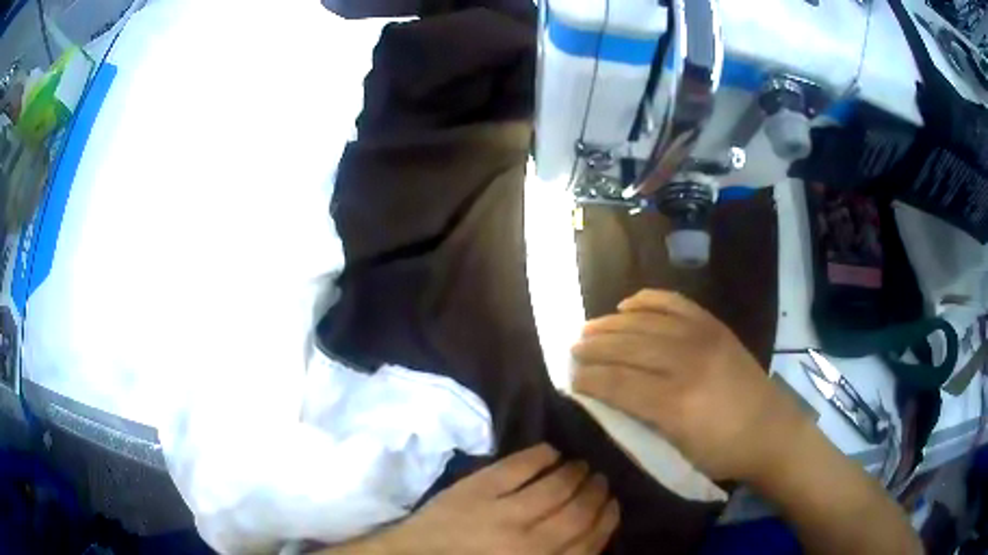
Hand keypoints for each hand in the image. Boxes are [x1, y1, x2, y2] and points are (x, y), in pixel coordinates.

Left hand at [367, 444, 618, 554]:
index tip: (613, 506)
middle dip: (597, 494)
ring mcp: (502, 513)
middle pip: (578, 512)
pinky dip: (542, 455)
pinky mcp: (477, 488)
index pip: (589, 543)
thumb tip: (587, 536)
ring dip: (576, 472)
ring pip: (557, 486)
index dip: (607, 521)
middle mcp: (529, 543)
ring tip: (582, 467)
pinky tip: (552, 452)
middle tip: (601, 481)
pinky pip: (520, 465)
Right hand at [571, 290, 806, 482]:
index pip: (619, 383)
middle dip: (595, 347)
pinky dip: (649, 299)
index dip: (590, 378)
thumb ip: (641, 420)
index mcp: (676, 403)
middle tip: (573, 348)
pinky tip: (629, 303)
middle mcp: (687, 362)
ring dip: (613, 323)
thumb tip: (606, 396)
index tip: (571, 377)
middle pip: (629, 347)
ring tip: (590, 327)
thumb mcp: (676, 448)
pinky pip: (676, 303)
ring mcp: (703, 337)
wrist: (770, 430)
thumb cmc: (721, 451)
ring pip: (647, 322)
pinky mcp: (715, 326)